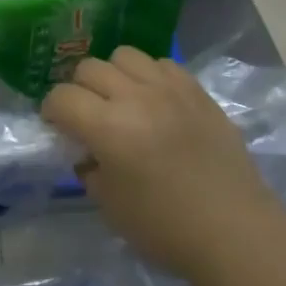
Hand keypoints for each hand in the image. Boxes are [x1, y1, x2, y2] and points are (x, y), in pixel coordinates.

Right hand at [42, 47, 277, 278]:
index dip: (52, 111)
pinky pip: (162, 64)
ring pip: (125, 55)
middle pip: (90, 68)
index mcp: (108, 127)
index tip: (58, 128)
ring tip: (122, 100)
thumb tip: (86, 152)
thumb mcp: (109, 206)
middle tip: (88, 115)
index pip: (62, 97)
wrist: (234, 230)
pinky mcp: (197, 91)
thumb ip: (89, 169)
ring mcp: (170, 89)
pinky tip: (156, 102)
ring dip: (114, 75)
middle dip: (79, 89)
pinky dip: (149, 77)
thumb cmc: (165, 228)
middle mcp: (136, 97)